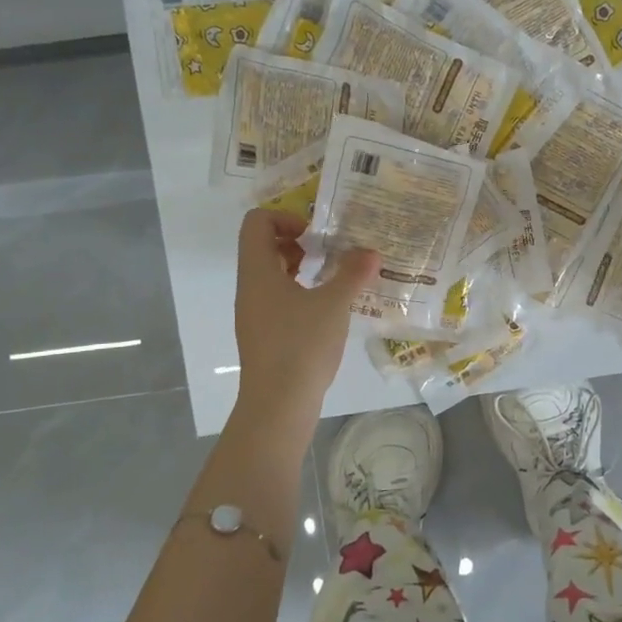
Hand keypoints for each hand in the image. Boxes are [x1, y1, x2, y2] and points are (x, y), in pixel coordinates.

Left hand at [232, 210, 379, 423]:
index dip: (285, 217)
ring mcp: (254, 313)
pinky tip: (326, 307)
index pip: (257, 222)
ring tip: (333, 276)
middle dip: (297, 241)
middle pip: (262, 245)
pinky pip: (276, 298)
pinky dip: (299, 291)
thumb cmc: (301, 345)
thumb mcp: (334, 304)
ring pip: (271, 274)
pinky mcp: (263, 334)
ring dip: (300, 267)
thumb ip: (353, 274)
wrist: (278, 405)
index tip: (316, 233)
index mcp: (258, 271)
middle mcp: (249, 287)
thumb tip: (371, 252)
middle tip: (329, 251)